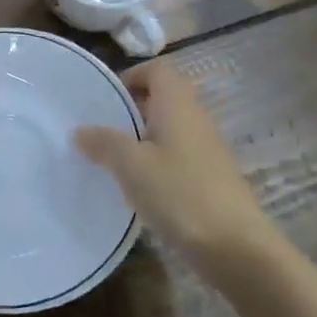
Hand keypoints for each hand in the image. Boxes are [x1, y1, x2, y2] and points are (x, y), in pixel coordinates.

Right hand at [75, 63, 270, 260]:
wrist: (236, 247)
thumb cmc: (179, 193)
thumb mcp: (131, 166)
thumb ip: (103, 143)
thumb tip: (80, 130)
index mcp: (177, 104)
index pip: (157, 69)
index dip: (132, 76)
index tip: (107, 101)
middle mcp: (196, 118)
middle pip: (163, 98)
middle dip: (132, 111)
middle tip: (103, 132)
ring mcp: (208, 148)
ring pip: (170, 129)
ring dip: (143, 140)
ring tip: (116, 163)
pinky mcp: (212, 177)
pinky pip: (179, 156)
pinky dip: (158, 164)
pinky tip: (142, 190)